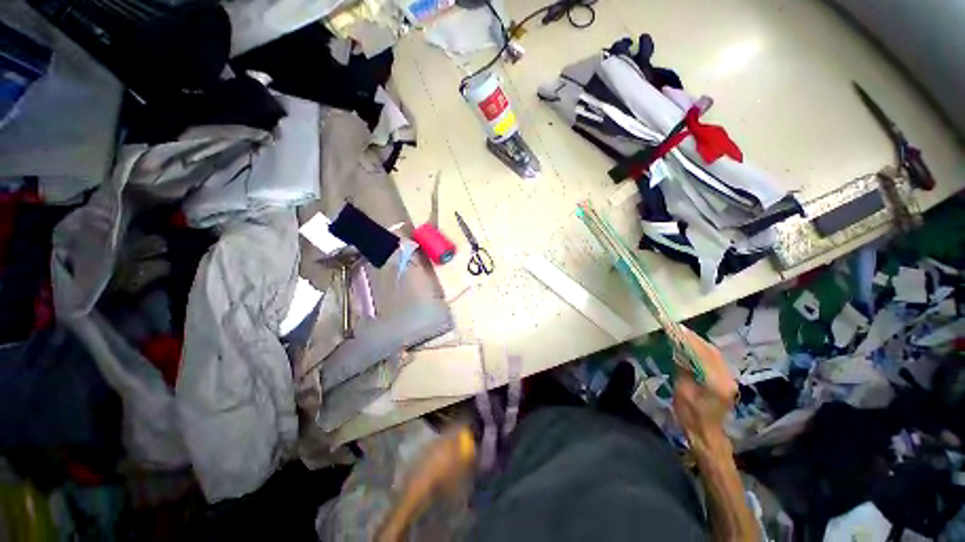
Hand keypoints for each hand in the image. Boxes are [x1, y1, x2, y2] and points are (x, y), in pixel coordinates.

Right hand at [672, 328, 737, 451]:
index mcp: (715, 382)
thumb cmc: (690, 415)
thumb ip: (683, 368)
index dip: (689, 340)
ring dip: (699, 343)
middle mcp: (727, 377)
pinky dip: (704, 351)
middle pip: (711, 351)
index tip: (676, 329)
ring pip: (715, 354)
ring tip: (684, 335)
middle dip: (695, 339)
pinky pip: (716, 360)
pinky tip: (693, 348)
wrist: (706, 433)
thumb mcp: (682, 390)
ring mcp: (729, 379)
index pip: (702, 353)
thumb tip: (679, 350)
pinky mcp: (727, 380)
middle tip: (678, 329)